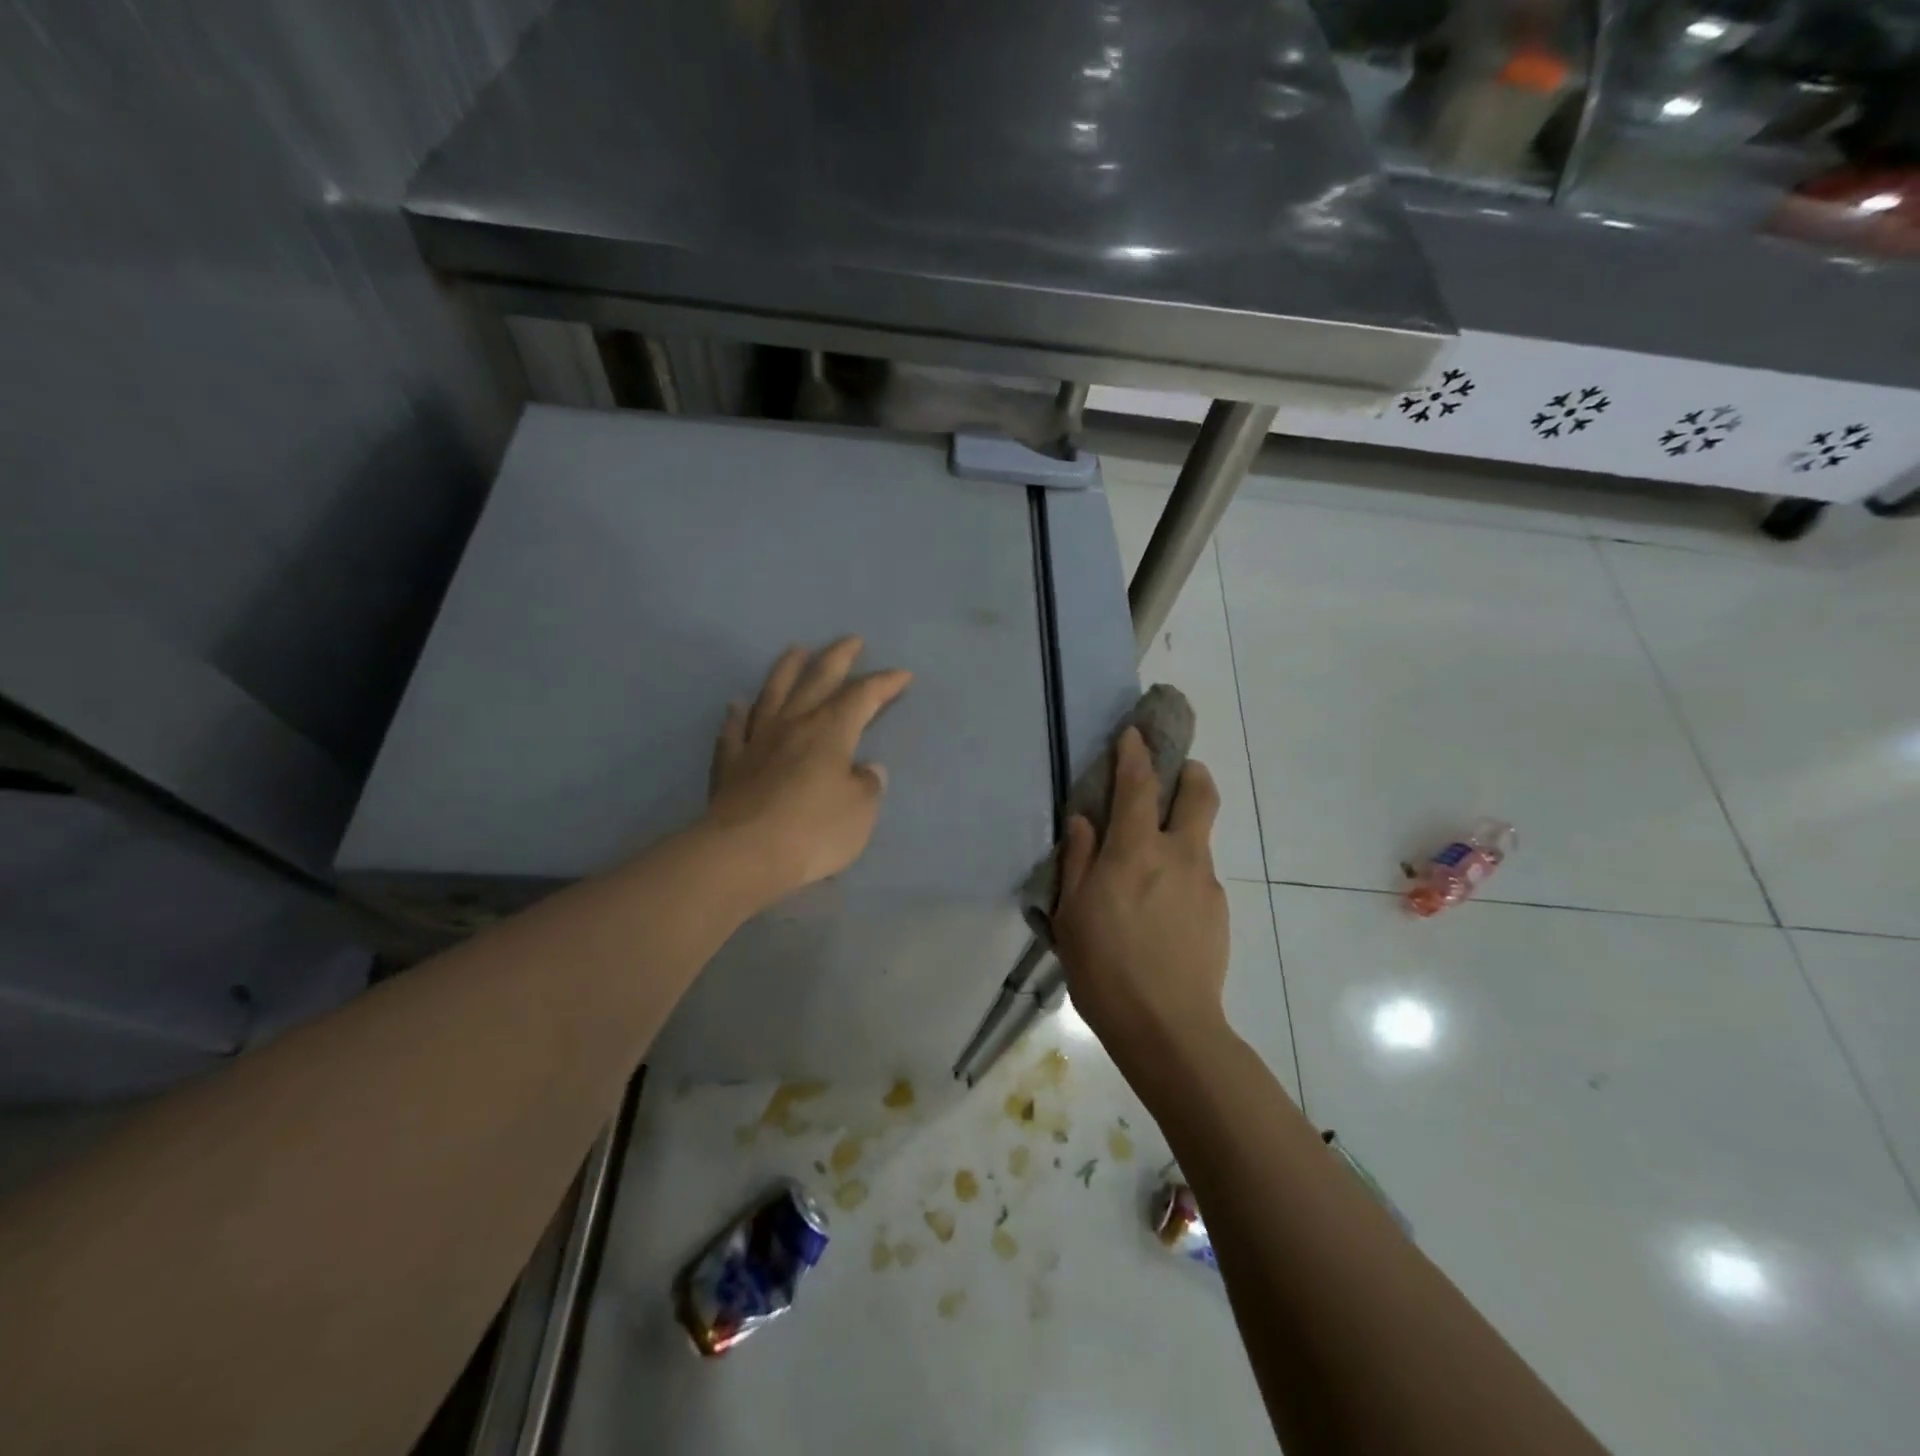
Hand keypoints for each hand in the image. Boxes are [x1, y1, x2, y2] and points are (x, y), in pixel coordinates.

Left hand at [706, 638, 911, 904]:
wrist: (744, 853)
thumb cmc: (814, 831)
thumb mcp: (860, 811)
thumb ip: (867, 785)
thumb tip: (866, 769)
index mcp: (831, 731)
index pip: (863, 696)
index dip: (885, 683)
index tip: (903, 674)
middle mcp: (794, 724)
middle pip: (817, 680)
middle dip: (838, 657)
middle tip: (851, 640)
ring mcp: (757, 741)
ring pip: (773, 694)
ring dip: (786, 670)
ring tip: (795, 651)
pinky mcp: (730, 764)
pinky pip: (733, 731)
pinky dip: (737, 715)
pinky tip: (737, 705)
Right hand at [1053, 728, 1230, 1081]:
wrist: (1169, 1028)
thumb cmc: (1104, 968)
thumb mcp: (1072, 913)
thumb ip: (1078, 859)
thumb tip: (1084, 820)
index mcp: (1135, 851)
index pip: (1139, 784)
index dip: (1135, 753)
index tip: (1133, 734)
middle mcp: (1179, 855)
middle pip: (1200, 794)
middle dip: (1190, 773)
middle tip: (1175, 774)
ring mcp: (1205, 883)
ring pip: (1200, 837)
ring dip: (1182, 830)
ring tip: (1153, 865)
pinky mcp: (1219, 911)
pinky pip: (1200, 876)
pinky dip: (1183, 872)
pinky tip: (1163, 909)